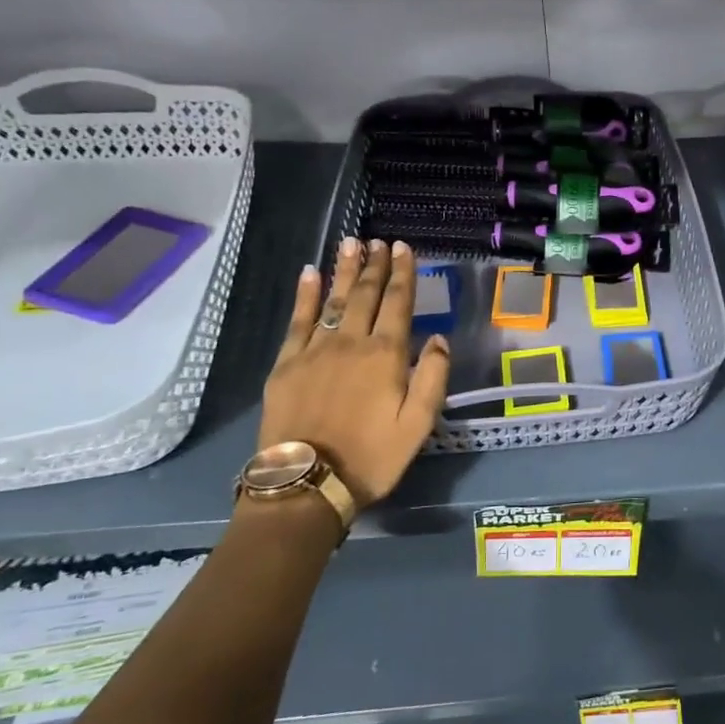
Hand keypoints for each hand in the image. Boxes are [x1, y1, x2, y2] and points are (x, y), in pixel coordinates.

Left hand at [258, 238, 451, 508]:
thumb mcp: (418, 425)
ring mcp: (315, 350)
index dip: (402, 273)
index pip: (398, 303)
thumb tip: (438, 339)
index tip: (403, 247)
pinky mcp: (286, 364)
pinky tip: (310, 274)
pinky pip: (298, 320)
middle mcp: (351, 343)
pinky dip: (305, 295)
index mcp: (386, 355)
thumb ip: (433, 378)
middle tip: (378, 240)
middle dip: (374, 265)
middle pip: (365, 295)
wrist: (307, 483)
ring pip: (333, 300)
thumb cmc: (371, 457)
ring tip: (350, 243)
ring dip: (343, 270)